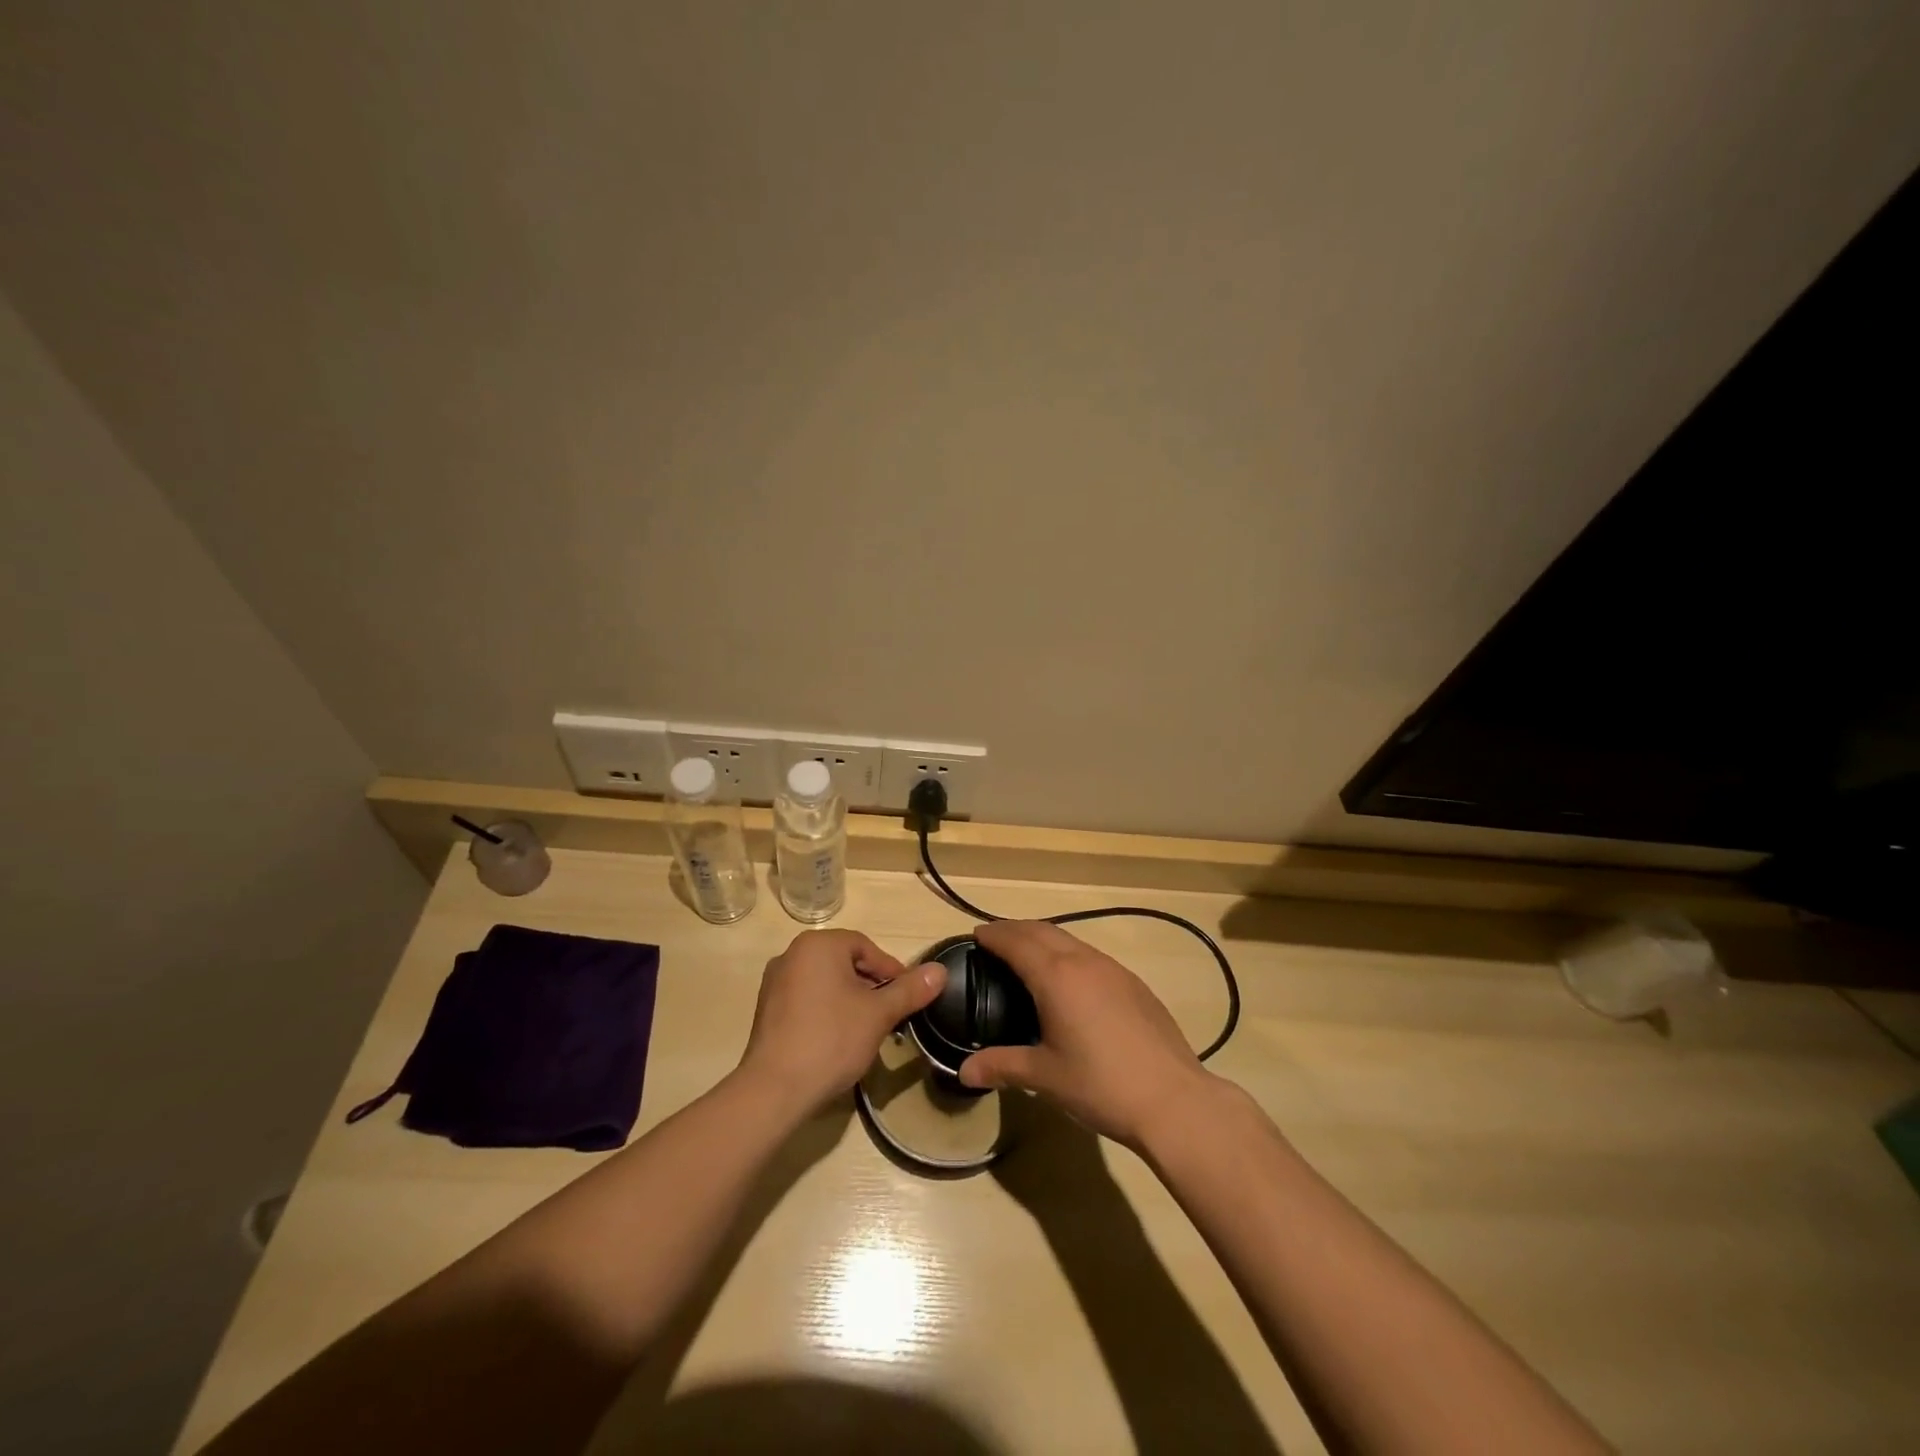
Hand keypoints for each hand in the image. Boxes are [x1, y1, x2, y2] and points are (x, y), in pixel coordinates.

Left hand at [738, 930, 945, 1109]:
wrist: (774, 1090)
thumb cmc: (831, 1040)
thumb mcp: (879, 1014)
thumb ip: (910, 990)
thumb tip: (940, 971)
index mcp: (818, 945)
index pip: (866, 947)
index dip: (891, 971)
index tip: (908, 997)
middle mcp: (792, 954)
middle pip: (845, 962)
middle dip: (871, 986)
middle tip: (891, 1015)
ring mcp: (775, 982)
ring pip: (827, 982)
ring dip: (851, 999)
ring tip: (868, 1029)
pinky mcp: (767, 1009)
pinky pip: (807, 998)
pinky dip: (827, 1010)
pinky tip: (838, 1039)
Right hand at [958, 921, 1220, 1149]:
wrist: (1174, 1100)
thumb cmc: (1101, 1085)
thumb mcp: (1045, 1077)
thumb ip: (1003, 1067)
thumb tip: (964, 1071)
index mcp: (1056, 976)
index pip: (1016, 942)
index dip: (994, 935)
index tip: (975, 933)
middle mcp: (1084, 962)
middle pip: (1043, 931)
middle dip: (1016, 930)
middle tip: (995, 939)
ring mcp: (1114, 970)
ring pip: (1071, 941)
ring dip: (1044, 939)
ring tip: (1028, 955)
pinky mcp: (1134, 984)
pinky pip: (1091, 957)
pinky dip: (1069, 955)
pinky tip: (1070, 981)